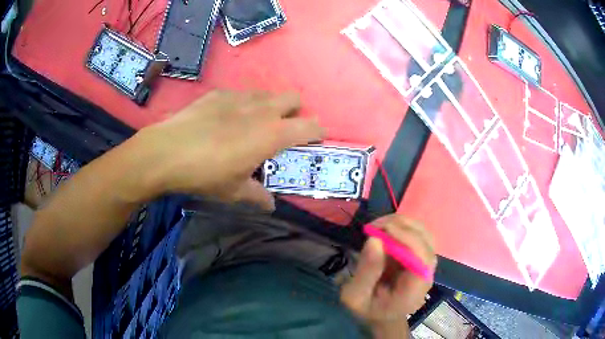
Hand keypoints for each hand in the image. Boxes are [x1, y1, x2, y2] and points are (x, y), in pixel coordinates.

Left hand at [133, 90, 323, 208]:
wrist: (166, 152)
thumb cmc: (205, 174)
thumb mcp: (234, 191)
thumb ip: (257, 196)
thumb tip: (270, 205)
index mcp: (272, 134)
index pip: (311, 125)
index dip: (317, 132)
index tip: (311, 142)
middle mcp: (261, 109)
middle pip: (294, 98)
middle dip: (295, 112)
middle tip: (280, 131)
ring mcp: (239, 97)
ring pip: (267, 93)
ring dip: (269, 106)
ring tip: (251, 124)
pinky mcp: (218, 93)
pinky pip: (240, 94)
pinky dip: (242, 104)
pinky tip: (224, 119)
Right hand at [340, 215, 436, 330]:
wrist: (382, 316)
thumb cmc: (368, 309)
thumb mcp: (356, 297)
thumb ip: (366, 272)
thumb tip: (374, 240)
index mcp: (414, 289)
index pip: (422, 258)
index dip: (406, 238)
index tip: (381, 230)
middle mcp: (426, 273)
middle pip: (426, 241)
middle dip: (401, 226)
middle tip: (374, 225)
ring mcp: (426, 264)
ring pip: (424, 233)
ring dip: (402, 223)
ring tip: (378, 225)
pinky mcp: (421, 256)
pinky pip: (418, 235)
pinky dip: (403, 226)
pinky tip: (386, 229)